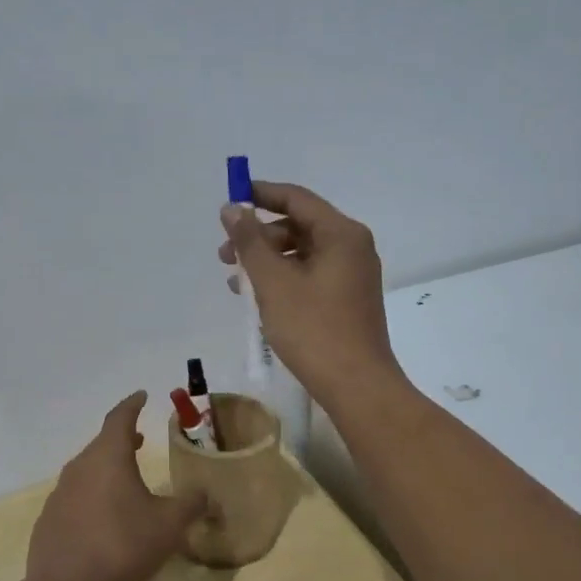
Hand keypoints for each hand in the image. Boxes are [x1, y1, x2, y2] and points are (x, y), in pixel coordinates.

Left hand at [26, 393, 207, 580]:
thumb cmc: (122, 545)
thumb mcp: (168, 525)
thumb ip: (191, 505)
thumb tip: (207, 495)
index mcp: (108, 457)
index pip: (120, 418)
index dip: (132, 405)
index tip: (141, 395)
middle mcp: (80, 467)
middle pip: (102, 444)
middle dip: (122, 439)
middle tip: (139, 439)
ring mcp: (59, 494)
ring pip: (87, 470)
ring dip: (107, 468)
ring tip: (125, 478)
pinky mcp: (49, 520)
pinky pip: (75, 497)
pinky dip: (92, 495)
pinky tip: (102, 517)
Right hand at [218, 181, 404, 405]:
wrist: (356, 385)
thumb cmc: (313, 329)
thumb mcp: (273, 282)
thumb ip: (249, 242)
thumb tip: (232, 208)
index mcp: (341, 234)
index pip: (296, 199)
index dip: (261, 194)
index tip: (230, 200)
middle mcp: (352, 247)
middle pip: (299, 226)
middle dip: (258, 237)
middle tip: (224, 255)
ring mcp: (352, 275)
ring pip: (301, 254)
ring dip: (266, 261)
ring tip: (235, 282)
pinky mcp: (346, 299)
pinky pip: (309, 276)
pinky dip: (282, 280)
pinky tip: (257, 299)